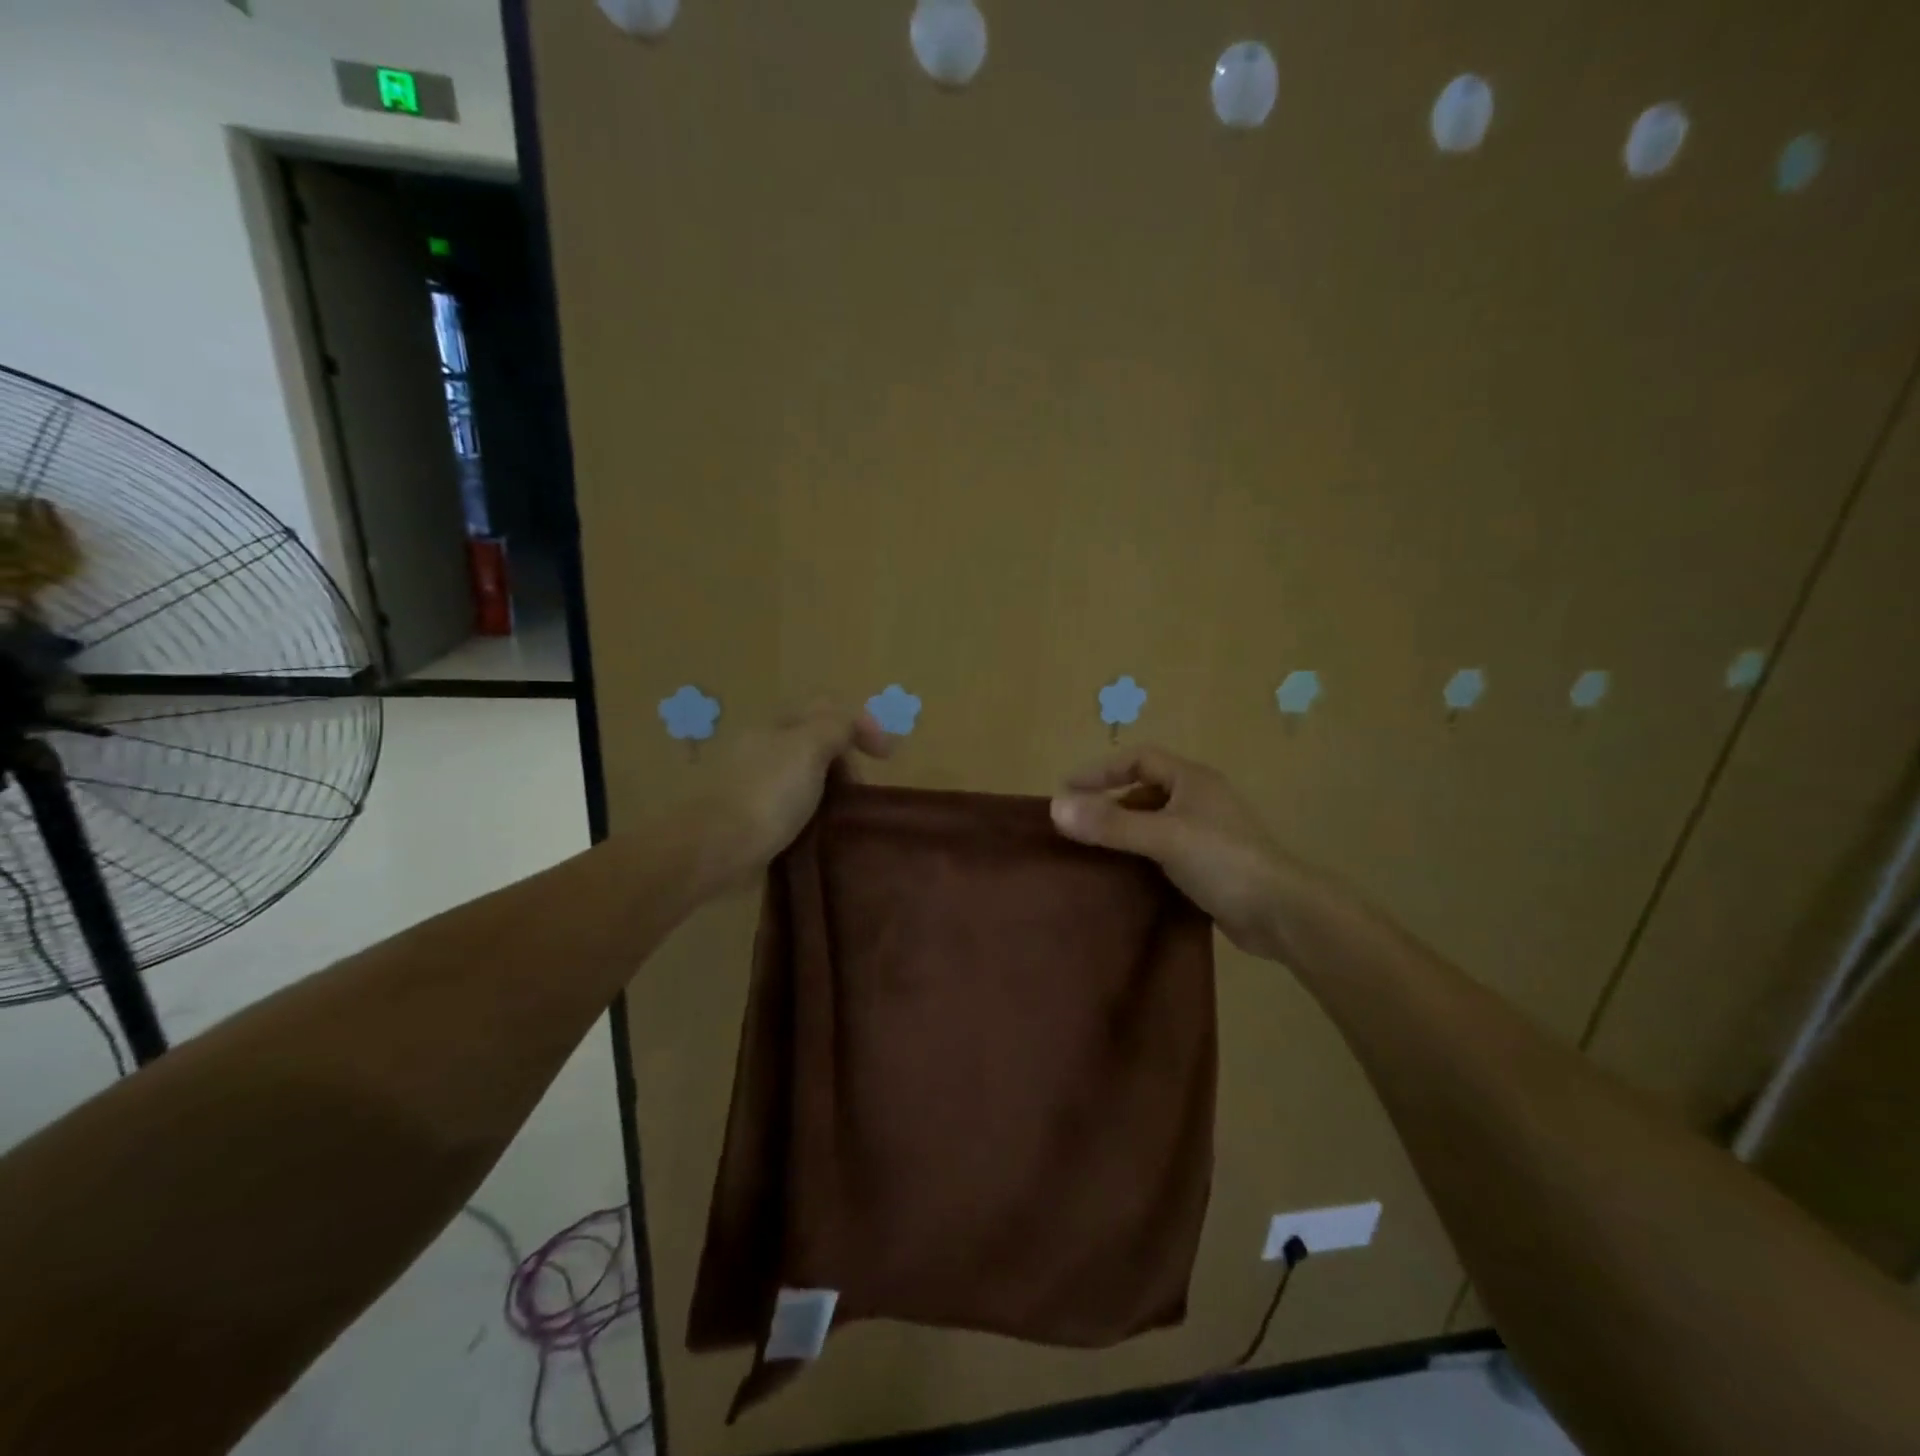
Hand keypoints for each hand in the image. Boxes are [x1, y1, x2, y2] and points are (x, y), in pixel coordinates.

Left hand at [701, 703, 890, 887]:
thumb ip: (837, 726)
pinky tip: (820, 830)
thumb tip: (853, 725)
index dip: (861, 725)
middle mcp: (763, 748)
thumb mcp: (809, 746)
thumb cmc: (768, 793)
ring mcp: (753, 784)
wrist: (716, 848)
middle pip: (815, 743)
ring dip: (830, 789)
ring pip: (805, 776)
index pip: (826, 710)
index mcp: (776, 726)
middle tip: (861, 790)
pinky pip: (791, 807)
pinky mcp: (750, 817)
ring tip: (845, 814)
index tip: (887, 756)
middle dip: (846, 759)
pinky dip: (811, 813)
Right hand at [1051, 748, 1292, 960]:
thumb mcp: (1163, 836)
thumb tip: (1056, 808)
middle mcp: (1199, 799)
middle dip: (1109, 801)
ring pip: (1154, 821)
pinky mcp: (1209, 864)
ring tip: (1092, 847)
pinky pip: (1164, 848)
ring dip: (1124, 829)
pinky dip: (1140, 854)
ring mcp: (1206, 832)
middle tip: (1076, 821)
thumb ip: (1110, 823)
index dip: (1102, 770)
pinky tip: (1123, 873)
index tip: (1068, 789)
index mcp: (1192, 780)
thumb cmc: (1223, 861)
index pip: (1139, 759)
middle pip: (1145, 789)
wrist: (1281, 913)